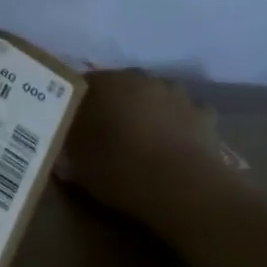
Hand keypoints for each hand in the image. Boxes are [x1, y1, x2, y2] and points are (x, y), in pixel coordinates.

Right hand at [59, 68, 240, 221]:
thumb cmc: (120, 170)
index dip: (75, 104)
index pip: (81, 84)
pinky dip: (179, 123)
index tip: (71, 123)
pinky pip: (185, 113)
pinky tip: (175, 144)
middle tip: (105, 132)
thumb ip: (68, 149)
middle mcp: (139, 78)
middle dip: (112, 104)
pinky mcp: (203, 113)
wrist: (182, 188)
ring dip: (147, 110)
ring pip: (154, 96)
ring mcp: (175, 93)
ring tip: (142, 139)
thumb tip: (63, 146)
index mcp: (104, 84)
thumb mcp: (78, 165)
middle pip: (120, 86)